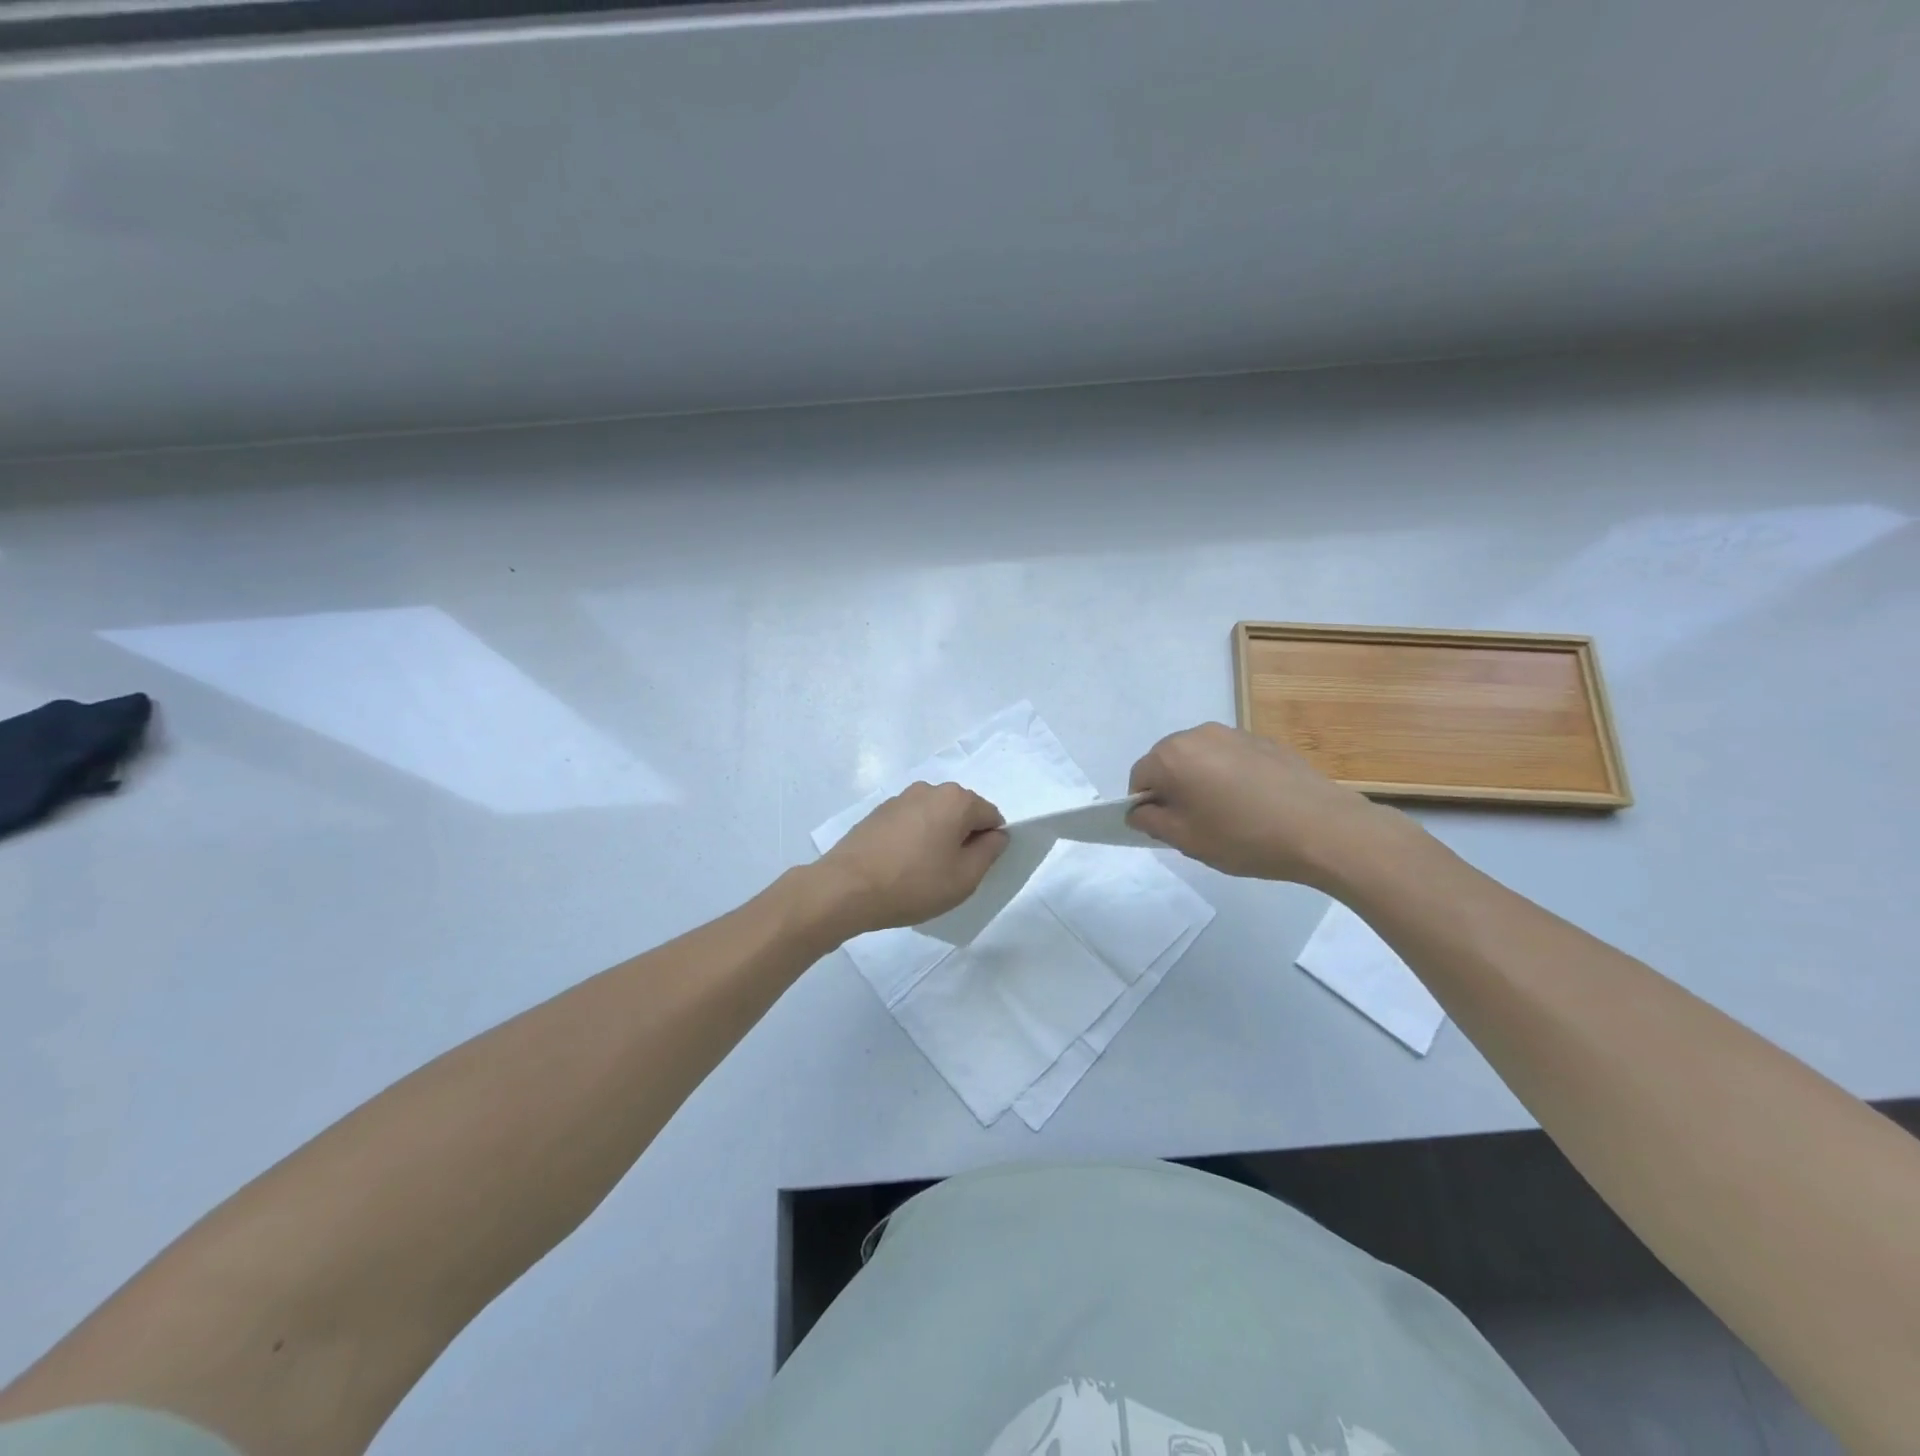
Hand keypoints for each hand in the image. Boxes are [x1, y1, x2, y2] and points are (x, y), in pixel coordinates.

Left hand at [814, 782, 1007, 933]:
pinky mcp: (878, 812)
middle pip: (962, 813)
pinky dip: (913, 839)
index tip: (973, 870)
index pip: (991, 817)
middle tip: (949, 874)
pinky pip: (910, 823)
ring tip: (921, 873)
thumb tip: (997, 835)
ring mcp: (900, 798)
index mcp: (956, 800)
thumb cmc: (914, 884)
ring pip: (934, 817)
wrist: (846, 888)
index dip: (989, 844)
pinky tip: (900, 866)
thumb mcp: (964, 878)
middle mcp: (930, 789)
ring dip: (936, 838)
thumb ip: (989, 852)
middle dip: (962, 838)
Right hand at [1126, 722, 1399, 886]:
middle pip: (1168, 761)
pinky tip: (1254, 804)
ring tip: (1227, 814)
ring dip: (1201, 781)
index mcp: (1172, 756)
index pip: (1139, 777)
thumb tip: (1139, 810)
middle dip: (1172, 789)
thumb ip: (1152, 822)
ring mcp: (1234, 734)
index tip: (1167, 829)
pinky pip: (1230, 757)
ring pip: (1200, 758)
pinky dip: (1229, 776)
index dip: (1145, 805)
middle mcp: (1198, 734)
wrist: (1322, 828)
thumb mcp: (1187, 840)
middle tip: (1195, 824)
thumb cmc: (1244, 837)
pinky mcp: (1263, 741)